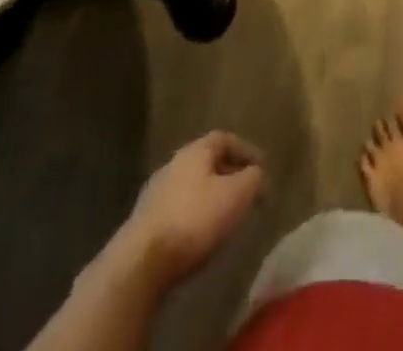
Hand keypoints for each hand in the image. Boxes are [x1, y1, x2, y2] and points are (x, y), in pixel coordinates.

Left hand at [121, 131, 265, 287]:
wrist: (141, 263)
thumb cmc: (194, 220)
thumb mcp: (236, 195)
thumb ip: (253, 179)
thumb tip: (257, 174)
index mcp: (195, 151)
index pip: (224, 138)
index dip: (245, 150)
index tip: (261, 168)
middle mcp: (173, 164)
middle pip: (206, 162)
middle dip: (228, 174)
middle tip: (246, 192)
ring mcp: (155, 193)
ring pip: (191, 186)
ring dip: (210, 196)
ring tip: (225, 216)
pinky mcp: (144, 223)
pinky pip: (178, 209)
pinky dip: (194, 216)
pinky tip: (200, 236)